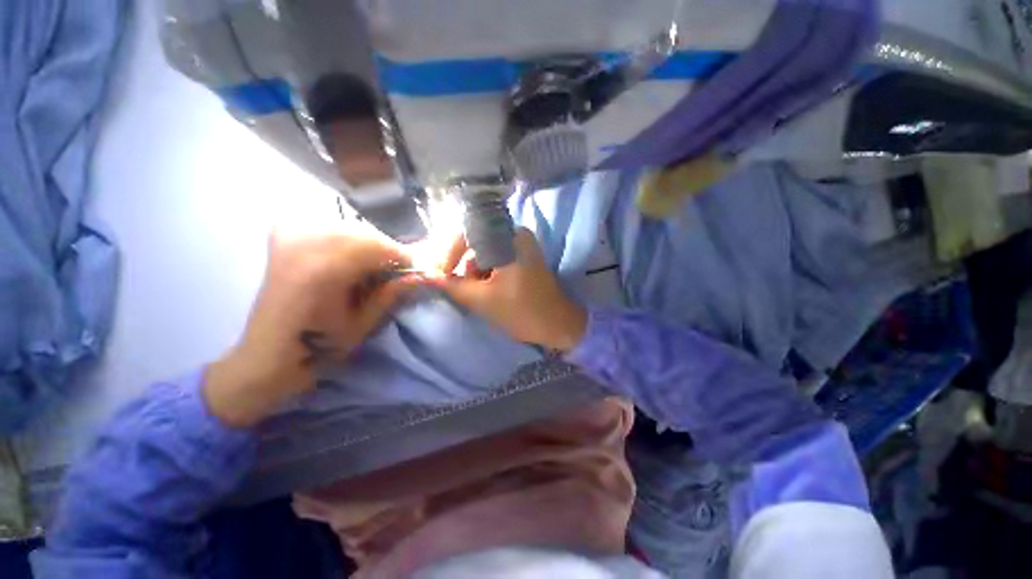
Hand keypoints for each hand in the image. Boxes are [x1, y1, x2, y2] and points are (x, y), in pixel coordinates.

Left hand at [205, 224, 413, 427]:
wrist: (269, 352)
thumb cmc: (318, 346)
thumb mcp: (363, 323)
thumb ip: (391, 294)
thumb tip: (422, 275)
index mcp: (323, 271)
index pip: (377, 248)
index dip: (401, 256)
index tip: (415, 268)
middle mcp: (303, 246)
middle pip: (362, 233)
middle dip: (386, 248)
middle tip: (397, 267)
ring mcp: (289, 238)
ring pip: (345, 226)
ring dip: (367, 242)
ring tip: (375, 262)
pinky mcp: (283, 238)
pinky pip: (324, 224)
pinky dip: (344, 235)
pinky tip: (347, 251)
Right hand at [426, 227, 586, 351]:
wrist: (558, 324)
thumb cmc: (523, 311)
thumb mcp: (483, 300)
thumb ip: (454, 286)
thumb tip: (428, 276)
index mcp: (510, 238)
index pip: (468, 233)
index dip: (450, 253)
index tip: (442, 275)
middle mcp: (516, 234)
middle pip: (476, 242)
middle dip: (464, 266)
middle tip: (458, 288)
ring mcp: (521, 245)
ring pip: (485, 252)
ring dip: (475, 272)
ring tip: (478, 294)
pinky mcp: (522, 257)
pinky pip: (496, 259)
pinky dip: (486, 274)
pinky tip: (487, 291)